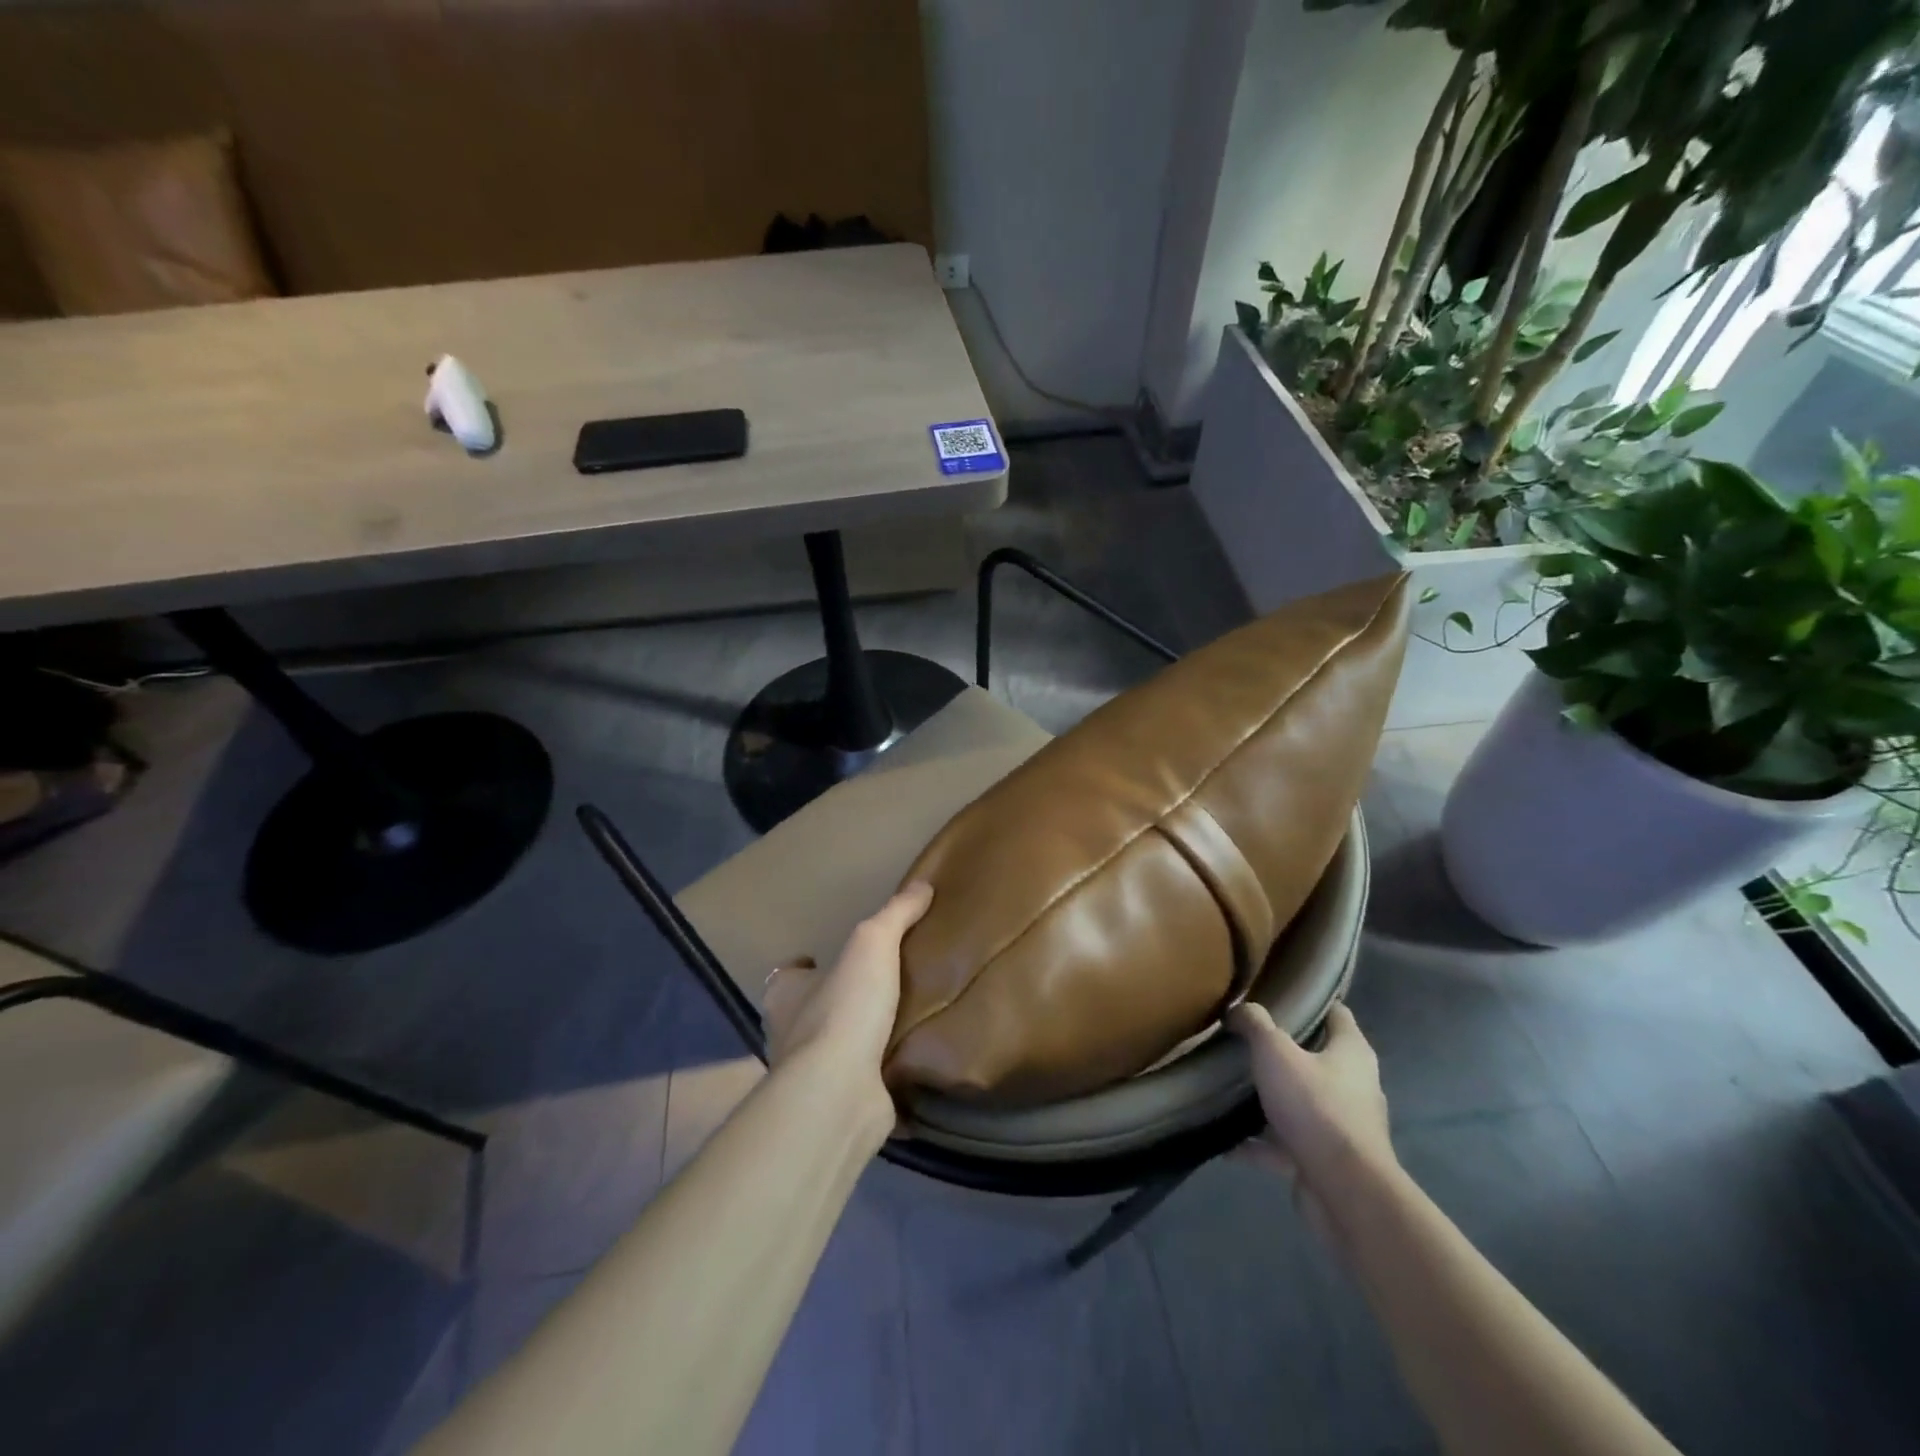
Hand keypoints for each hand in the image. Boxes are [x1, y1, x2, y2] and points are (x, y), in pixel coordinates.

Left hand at [763, 882, 933, 1130]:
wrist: (841, 1092)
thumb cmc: (844, 1008)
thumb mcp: (873, 943)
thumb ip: (896, 913)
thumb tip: (923, 885)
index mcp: (785, 994)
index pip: (789, 974)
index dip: (808, 966)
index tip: (831, 959)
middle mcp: (788, 1035)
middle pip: (811, 1011)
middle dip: (838, 1001)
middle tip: (878, 987)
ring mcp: (812, 1074)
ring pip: (835, 1048)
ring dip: (860, 1038)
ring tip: (901, 1020)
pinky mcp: (839, 1102)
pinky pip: (861, 1081)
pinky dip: (878, 1074)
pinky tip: (908, 1062)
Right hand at [1228, 1002, 1395, 1244]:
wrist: (1344, 1192)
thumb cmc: (1315, 1107)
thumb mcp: (1275, 1052)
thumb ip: (1255, 1024)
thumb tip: (1238, 1009)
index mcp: (1352, 1053)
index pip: (1337, 1014)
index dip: (1311, 1001)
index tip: (1277, 994)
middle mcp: (1354, 1086)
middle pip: (1316, 1058)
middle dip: (1282, 1051)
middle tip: (1244, 1039)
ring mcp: (1342, 1127)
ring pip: (1300, 1103)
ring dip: (1270, 1099)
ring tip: (1230, 1089)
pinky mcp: (1326, 1161)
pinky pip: (1285, 1145)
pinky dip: (1258, 1144)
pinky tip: (1226, 1142)